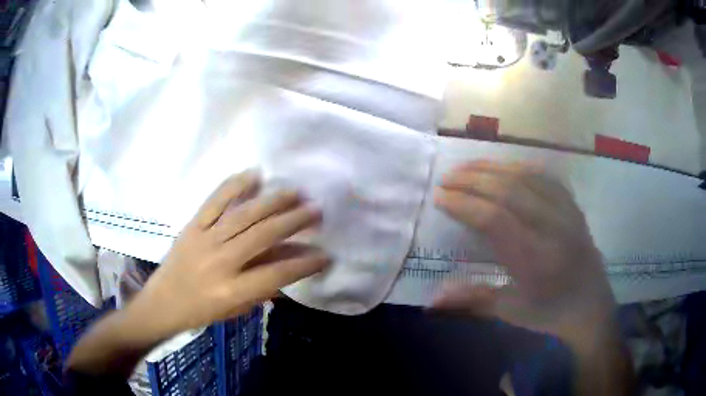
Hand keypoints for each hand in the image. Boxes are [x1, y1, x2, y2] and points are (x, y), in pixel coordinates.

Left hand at [126, 170, 328, 338]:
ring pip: (244, 214)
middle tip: (316, 210)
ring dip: (274, 201)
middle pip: (263, 235)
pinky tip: (255, 175)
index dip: (304, 263)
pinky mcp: (193, 225)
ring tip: (295, 192)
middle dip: (295, 221)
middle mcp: (220, 261)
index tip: (325, 254)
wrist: (162, 302)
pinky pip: (216, 200)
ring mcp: (205, 239)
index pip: (277, 273)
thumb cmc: (201, 312)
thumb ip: (264, 289)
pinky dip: (235, 185)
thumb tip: (292, 266)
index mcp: (231, 291)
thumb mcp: (236, 310)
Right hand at [432, 160, 615, 344]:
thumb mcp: (511, 311)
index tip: (440, 197)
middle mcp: (552, 228)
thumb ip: (473, 298)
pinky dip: (519, 167)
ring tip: (467, 167)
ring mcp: (566, 212)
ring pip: (526, 177)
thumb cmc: (550, 313)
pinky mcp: (572, 206)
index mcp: (536, 259)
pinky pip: (545, 177)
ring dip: (493, 168)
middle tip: (446, 177)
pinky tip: (503, 167)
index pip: (495, 219)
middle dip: (472, 179)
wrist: (591, 306)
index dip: (464, 204)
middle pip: (509, 190)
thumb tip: (432, 298)